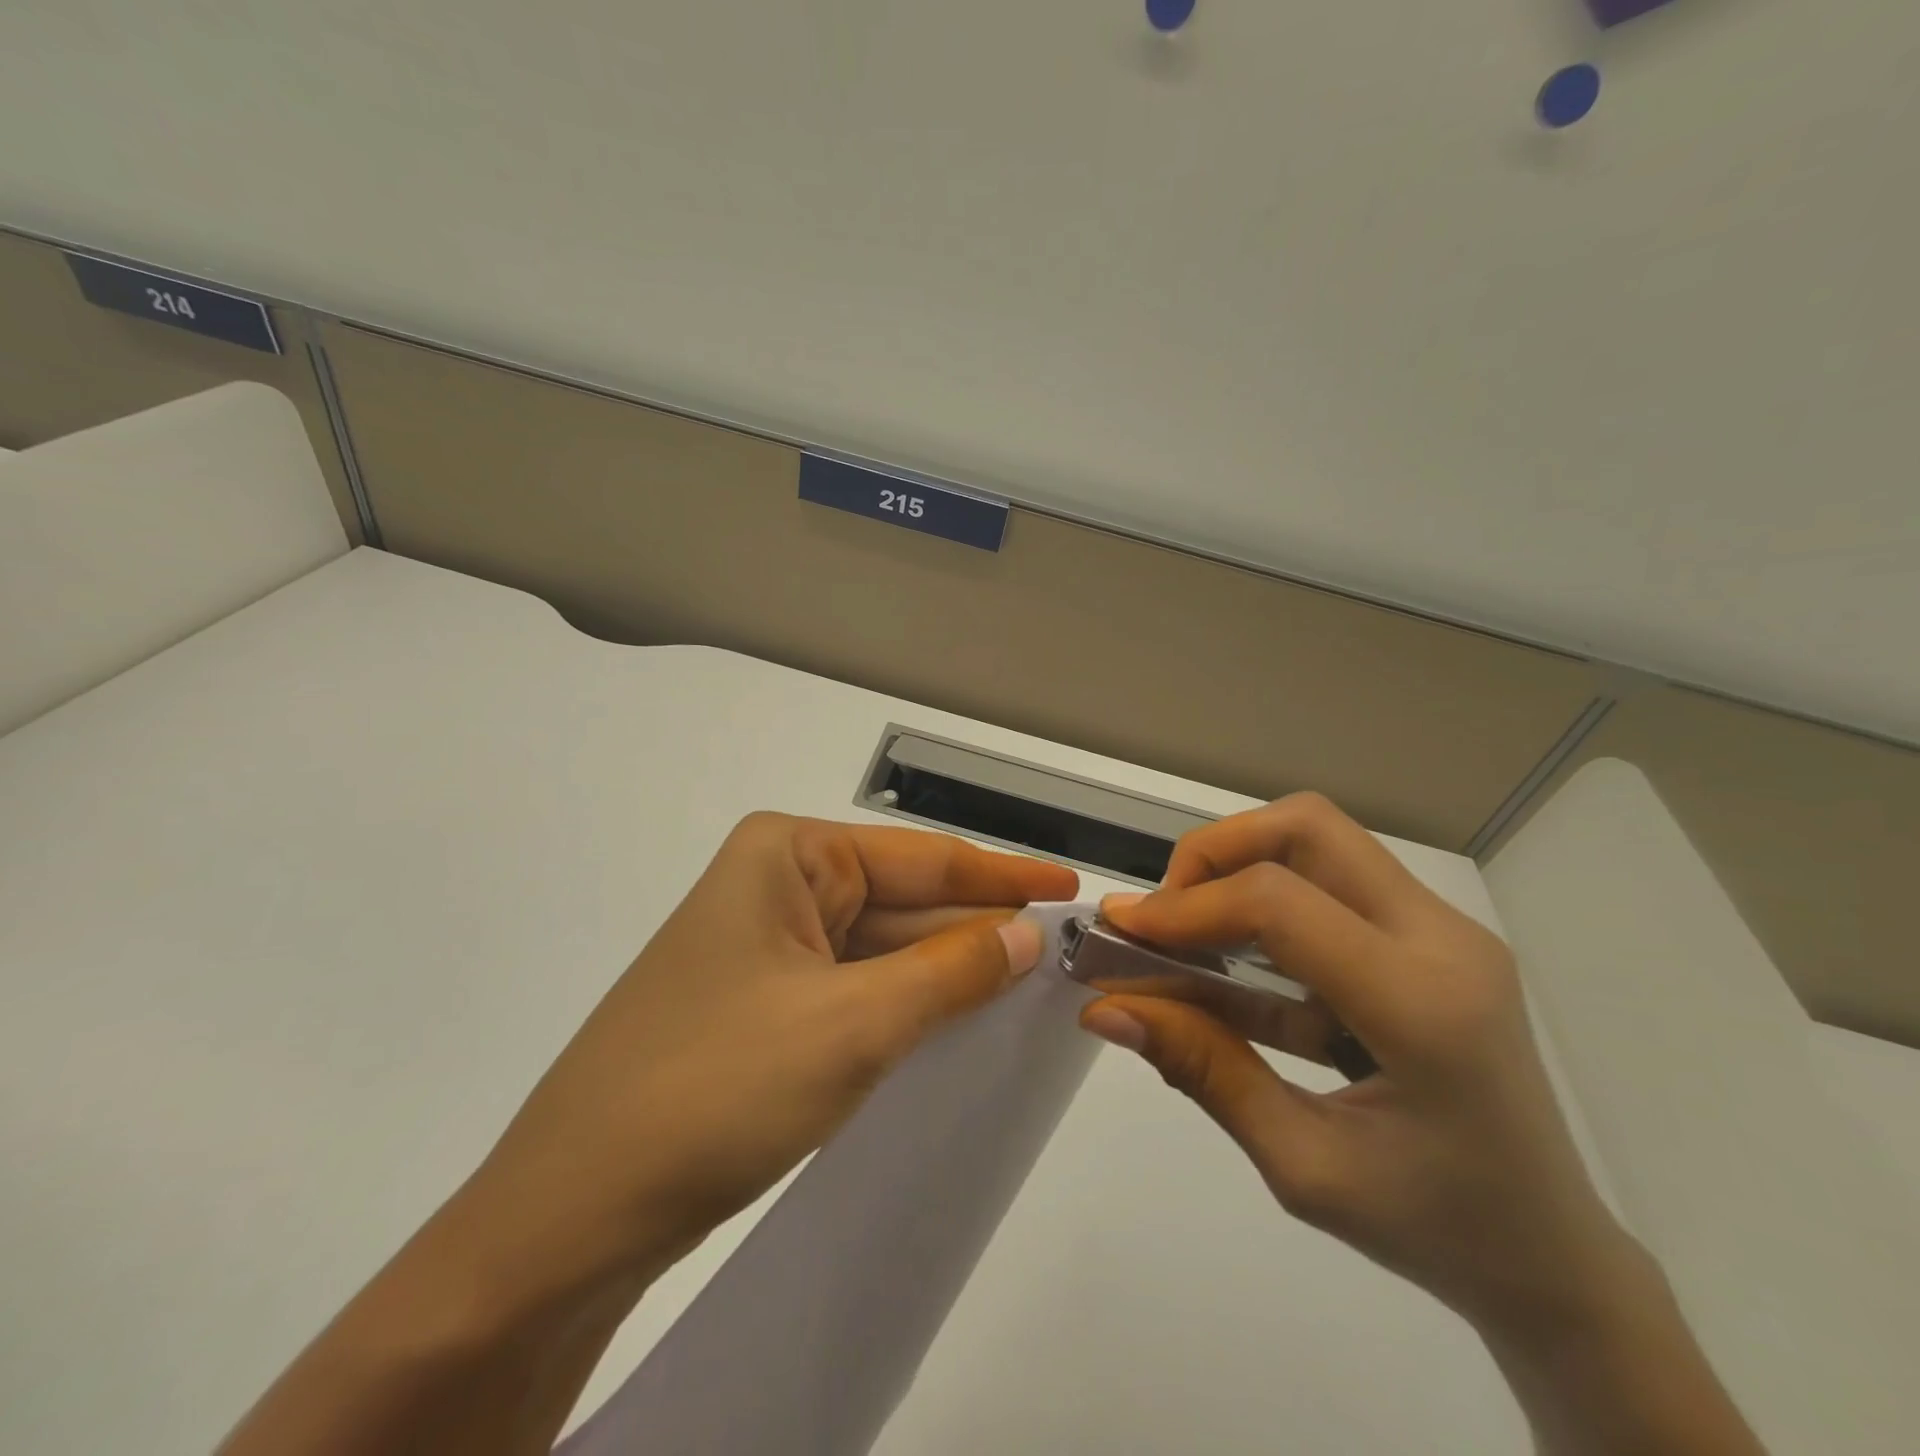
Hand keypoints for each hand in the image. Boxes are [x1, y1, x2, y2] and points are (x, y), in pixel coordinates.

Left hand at [457, 813, 1078, 1304]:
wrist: (572, 1215)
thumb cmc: (716, 1088)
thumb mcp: (853, 1023)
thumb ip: (951, 971)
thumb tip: (1028, 934)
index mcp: (787, 855)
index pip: (922, 858)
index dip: (1004, 877)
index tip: (1073, 890)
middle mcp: (776, 886)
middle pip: (903, 902)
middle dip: (979, 928)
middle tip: (1065, 951)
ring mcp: (766, 947)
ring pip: (882, 950)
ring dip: (947, 971)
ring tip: (1031, 983)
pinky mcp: (762, 1005)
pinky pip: (855, 989)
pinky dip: (908, 1005)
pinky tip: (958, 1021)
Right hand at [1078, 794, 1629, 1330]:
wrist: (1553, 1257)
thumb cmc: (1435, 1228)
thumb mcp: (1303, 1167)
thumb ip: (1203, 1070)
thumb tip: (1106, 1009)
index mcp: (1423, 1006)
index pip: (1280, 904)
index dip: (1187, 907)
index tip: (1123, 933)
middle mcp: (1443, 941)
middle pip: (1307, 827)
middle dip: (1215, 851)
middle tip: (1165, 912)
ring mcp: (1444, 931)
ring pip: (1320, 840)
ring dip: (1239, 867)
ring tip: (1188, 931)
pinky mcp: (1431, 937)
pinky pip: (1333, 882)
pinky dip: (1267, 901)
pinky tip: (1232, 962)